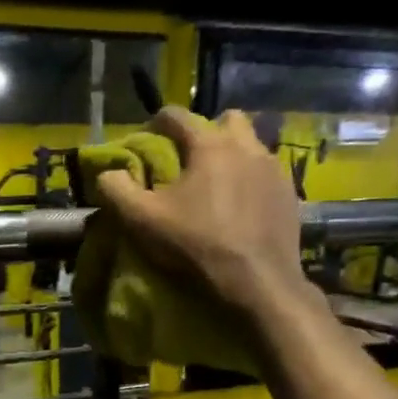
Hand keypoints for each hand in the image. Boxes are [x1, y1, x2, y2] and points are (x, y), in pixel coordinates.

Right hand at [95, 107, 309, 313]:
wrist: (257, 283)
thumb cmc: (196, 246)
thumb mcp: (142, 221)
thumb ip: (117, 190)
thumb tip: (107, 173)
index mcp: (209, 145)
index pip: (177, 115)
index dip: (156, 124)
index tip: (147, 142)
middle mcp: (247, 146)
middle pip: (226, 120)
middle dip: (206, 132)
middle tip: (189, 162)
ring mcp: (274, 170)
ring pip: (252, 146)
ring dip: (233, 156)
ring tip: (216, 185)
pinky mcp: (289, 195)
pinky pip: (267, 175)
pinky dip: (251, 182)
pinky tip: (241, 208)